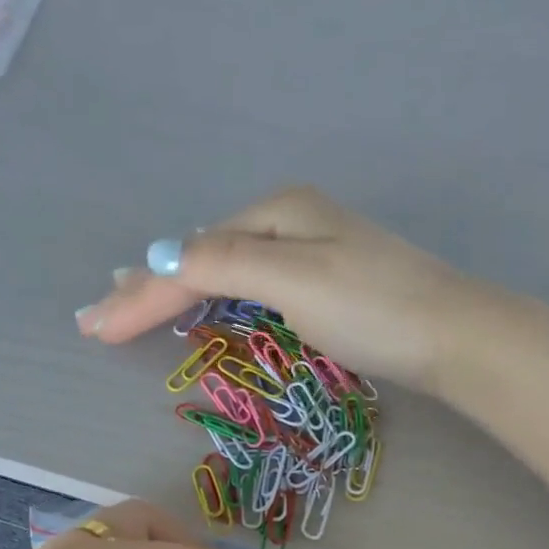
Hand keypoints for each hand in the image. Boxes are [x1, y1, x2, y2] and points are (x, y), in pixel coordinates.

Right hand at [74, 186, 524, 396]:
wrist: (455, 336)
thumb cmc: (375, 309)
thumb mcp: (294, 281)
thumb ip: (225, 266)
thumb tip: (159, 260)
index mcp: (277, 213)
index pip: (191, 257)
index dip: (140, 294)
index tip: (93, 330)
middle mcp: (290, 221)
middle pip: (201, 254)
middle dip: (147, 285)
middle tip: (97, 314)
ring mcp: (311, 251)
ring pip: (224, 267)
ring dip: (174, 286)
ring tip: (132, 300)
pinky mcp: (327, 284)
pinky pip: (250, 283)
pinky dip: (213, 294)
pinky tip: (203, 297)